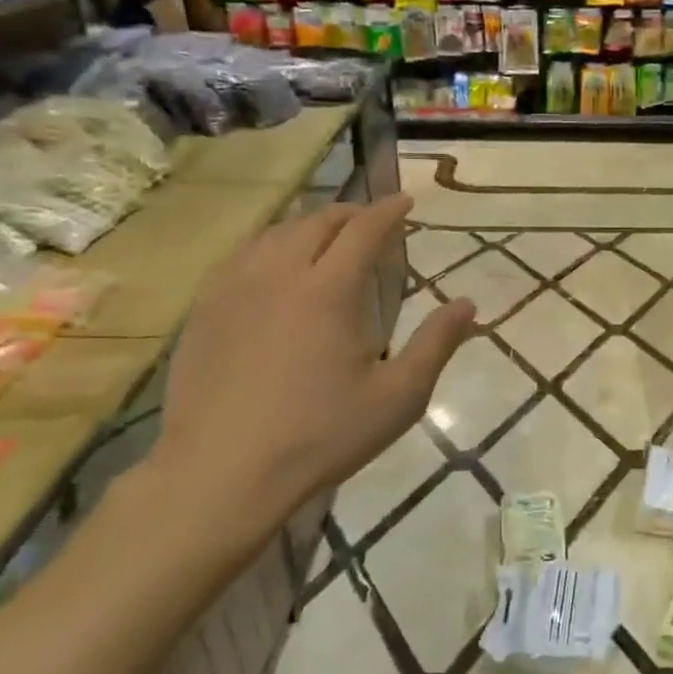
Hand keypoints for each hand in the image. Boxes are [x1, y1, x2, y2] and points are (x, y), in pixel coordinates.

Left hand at [145, 194, 472, 562]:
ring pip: (273, 234)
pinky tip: (269, 264)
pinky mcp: (204, 311)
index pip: (363, 231)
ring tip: (324, 235)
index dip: (387, 211)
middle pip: (316, 223)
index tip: (404, 200)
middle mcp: (278, 275)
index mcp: (328, 291)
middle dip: (349, 213)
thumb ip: (436, 345)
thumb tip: (468, 304)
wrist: (221, 472)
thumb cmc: (320, 436)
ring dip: (307, 225)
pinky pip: (239, 257)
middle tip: (369, 219)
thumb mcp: (397, 398)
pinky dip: (267, 245)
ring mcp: (233, 290)